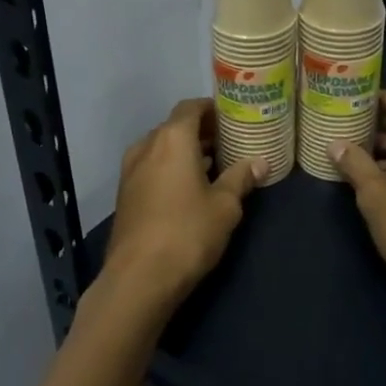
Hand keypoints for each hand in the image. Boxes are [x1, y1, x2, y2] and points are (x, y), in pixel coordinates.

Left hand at [101, 99, 265, 310]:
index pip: (191, 107)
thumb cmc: (188, 233)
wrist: (139, 278)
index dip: (212, 109)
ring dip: (185, 152)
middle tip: (229, 142)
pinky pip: (151, 168)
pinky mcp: (125, 194)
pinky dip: (170, 168)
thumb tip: (260, 162)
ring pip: (161, 148)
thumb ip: (241, 178)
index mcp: (172, 139)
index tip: (233, 118)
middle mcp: (147, 146)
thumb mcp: (225, 206)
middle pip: (175, 127)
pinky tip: (190, 188)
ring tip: (214, 165)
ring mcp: (131, 171)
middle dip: (201, 132)